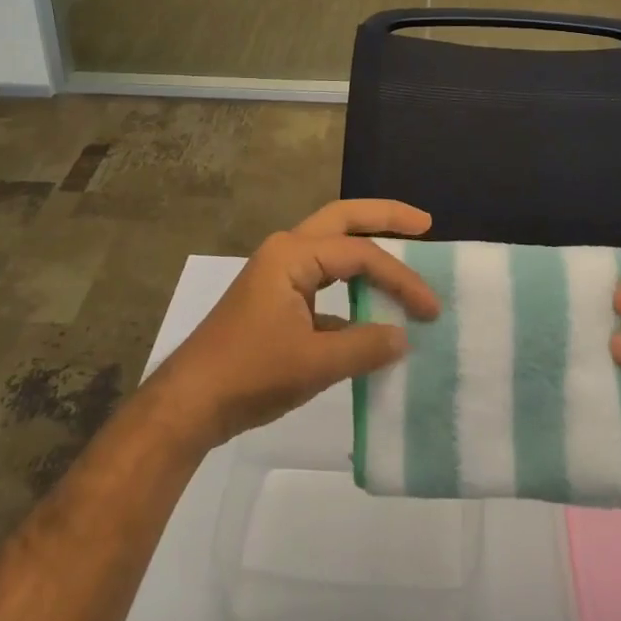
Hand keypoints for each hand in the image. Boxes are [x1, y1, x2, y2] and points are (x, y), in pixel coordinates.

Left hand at [144, 200, 439, 450]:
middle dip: (385, 217)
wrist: (189, 404)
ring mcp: (279, 274)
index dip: (401, 278)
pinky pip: (323, 279)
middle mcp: (286, 252)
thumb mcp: (314, 364)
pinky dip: (351, 286)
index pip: (361, 255)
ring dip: (367, 247)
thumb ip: (365, 347)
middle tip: (425, 224)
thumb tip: (403, 337)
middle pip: (343, 219)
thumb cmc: (249, 374)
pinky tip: (371, 309)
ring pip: (332, 247)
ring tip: (406, 248)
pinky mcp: (277, 299)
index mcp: (293, 254)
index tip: (431, 308)